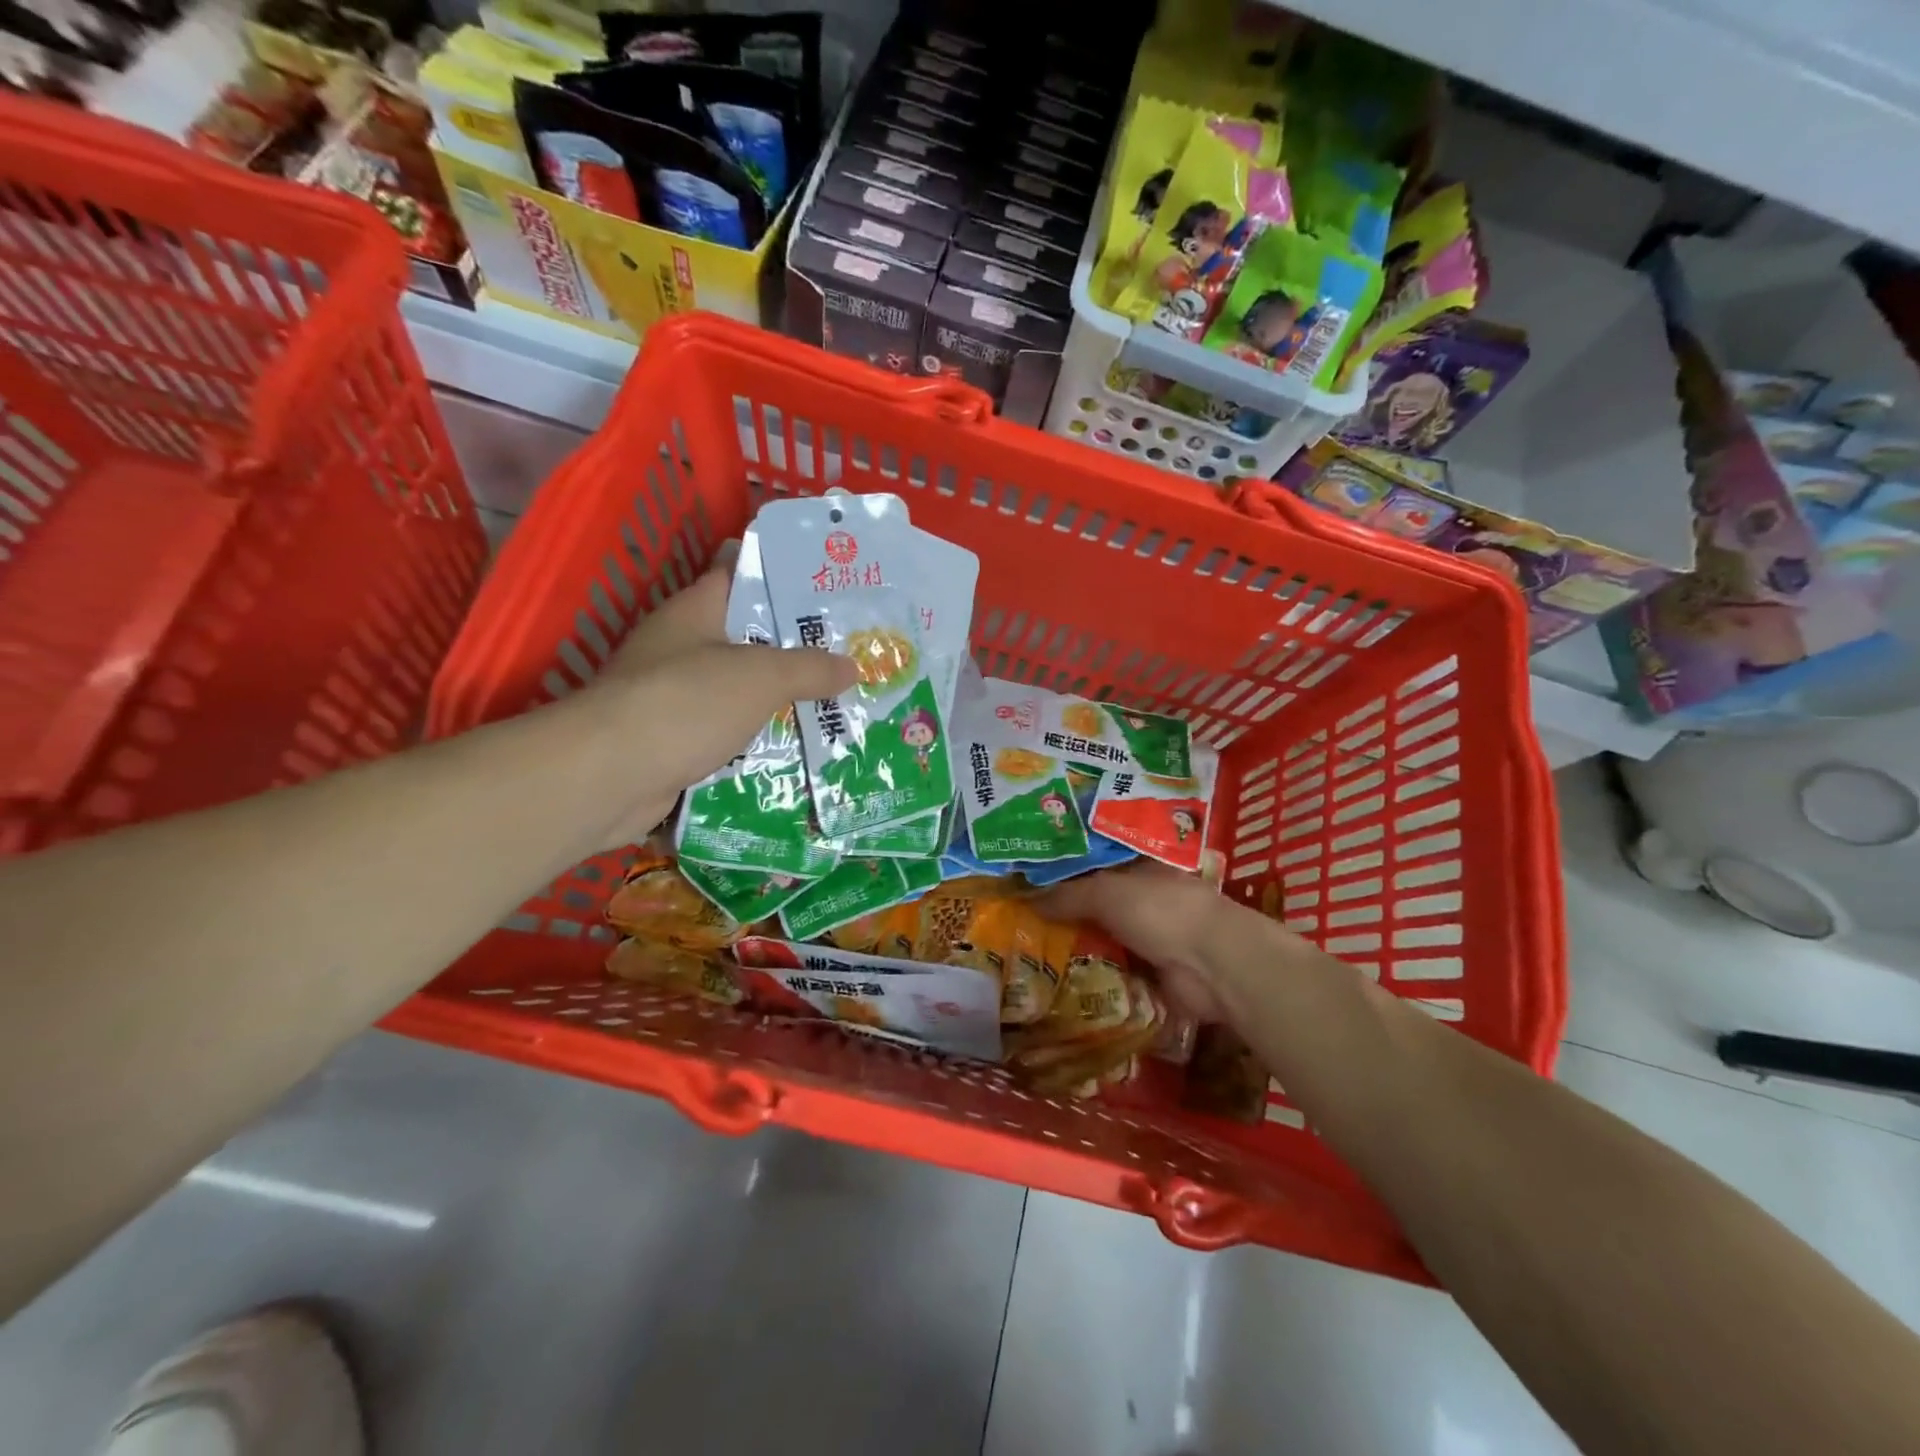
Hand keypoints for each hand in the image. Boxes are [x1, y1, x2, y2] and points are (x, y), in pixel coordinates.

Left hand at [590, 546, 856, 845]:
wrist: (609, 778)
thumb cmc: (686, 704)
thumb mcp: (761, 676)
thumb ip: (809, 668)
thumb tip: (852, 666)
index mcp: (694, 613)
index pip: (741, 578)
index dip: (785, 579)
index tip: (831, 590)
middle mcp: (681, 649)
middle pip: (747, 641)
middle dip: (796, 651)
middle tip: (851, 655)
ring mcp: (674, 699)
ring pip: (739, 693)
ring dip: (779, 703)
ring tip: (836, 706)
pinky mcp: (674, 744)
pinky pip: (727, 736)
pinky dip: (757, 743)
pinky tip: (797, 751)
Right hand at [1035, 862, 1245, 1022]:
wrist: (1213, 966)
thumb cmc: (1161, 911)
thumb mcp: (1106, 892)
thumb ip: (1066, 895)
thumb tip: (1025, 899)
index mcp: (1142, 868)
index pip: (1099, 864)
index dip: (1067, 871)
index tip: (1031, 880)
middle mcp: (1148, 900)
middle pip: (1099, 904)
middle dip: (1067, 913)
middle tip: (1020, 921)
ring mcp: (1153, 939)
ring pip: (1106, 939)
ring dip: (1078, 948)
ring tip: (1030, 954)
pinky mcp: (1155, 975)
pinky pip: (1116, 973)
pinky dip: (1094, 979)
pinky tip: (1058, 982)